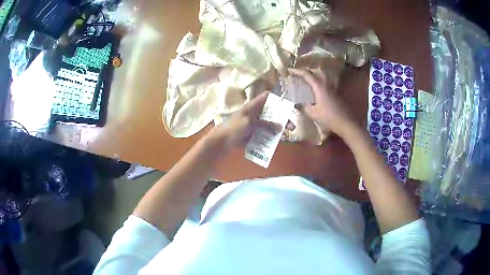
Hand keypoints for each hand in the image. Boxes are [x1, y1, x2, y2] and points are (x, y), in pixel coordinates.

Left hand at [209, 91, 293, 149]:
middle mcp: (255, 113)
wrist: (222, 141)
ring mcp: (255, 124)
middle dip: (282, 118)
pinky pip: (265, 133)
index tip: (287, 105)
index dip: (277, 98)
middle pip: (271, 112)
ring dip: (279, 128)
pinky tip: (278, 141)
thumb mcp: (249, 124)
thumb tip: (280, 127)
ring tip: (286, 135)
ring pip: (270, 124)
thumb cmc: (234, 129)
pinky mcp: (254, 133)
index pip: (266, 97)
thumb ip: (265, 124)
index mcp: (252, 106)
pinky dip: (272, 136)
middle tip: (292, 126)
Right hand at [289, 68, 354, 137]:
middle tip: (301, 75)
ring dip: (315, 77)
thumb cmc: (328, 117)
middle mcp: (326, 84)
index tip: (290, 70)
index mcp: (319, 87)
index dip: (298, 71)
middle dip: (308, 71)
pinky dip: (320, 84)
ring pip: (323, 77)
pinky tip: (318, 92)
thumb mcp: (312, 113)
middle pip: (317, 72)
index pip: (307, 74)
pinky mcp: (336, 94)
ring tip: (309, 82)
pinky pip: (327, 84)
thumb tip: (297, 102)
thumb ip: (304, 106)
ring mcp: (333, 89)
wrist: (345, 122)